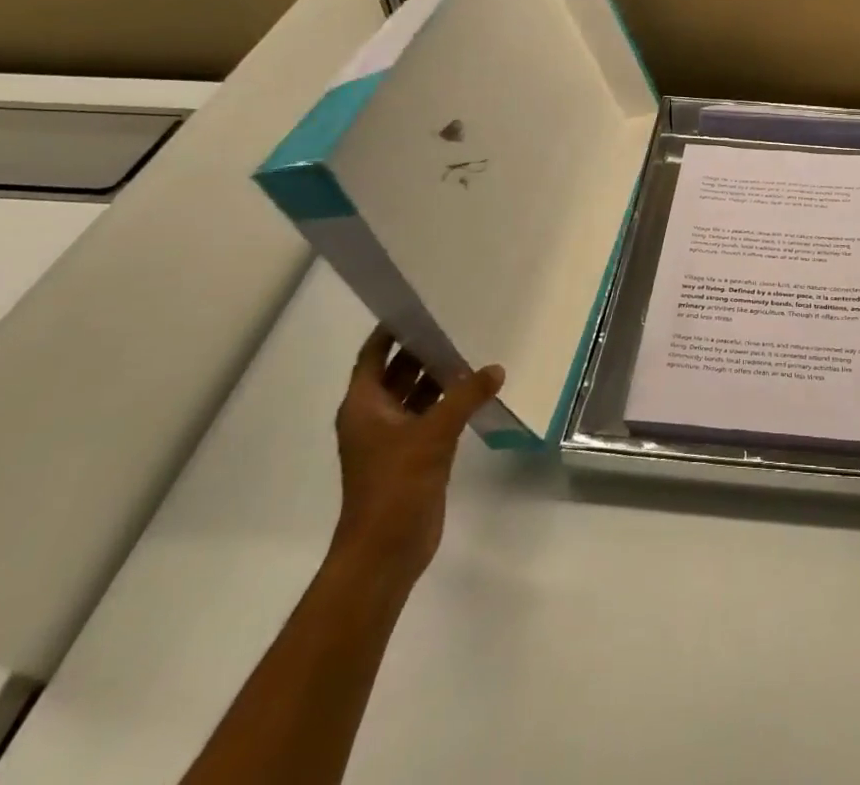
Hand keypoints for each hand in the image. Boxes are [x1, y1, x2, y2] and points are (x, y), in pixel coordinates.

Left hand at [332, 327, 503, 587]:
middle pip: (396, 371)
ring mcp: (392, 438)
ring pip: (414, 394)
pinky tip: (475, 390)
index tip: (419, 306)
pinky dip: (447, 402)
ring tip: (472, 350)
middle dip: (422, 349)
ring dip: (437, 376)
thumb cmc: (395, 486)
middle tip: (457, 322)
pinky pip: (429, 416)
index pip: (373, 355)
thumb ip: (465, 396)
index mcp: (363, 406)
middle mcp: (374, 417)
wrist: (384, 553)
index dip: (391, 330)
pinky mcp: (412, 457)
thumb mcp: (433, 434)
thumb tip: (496, 368)